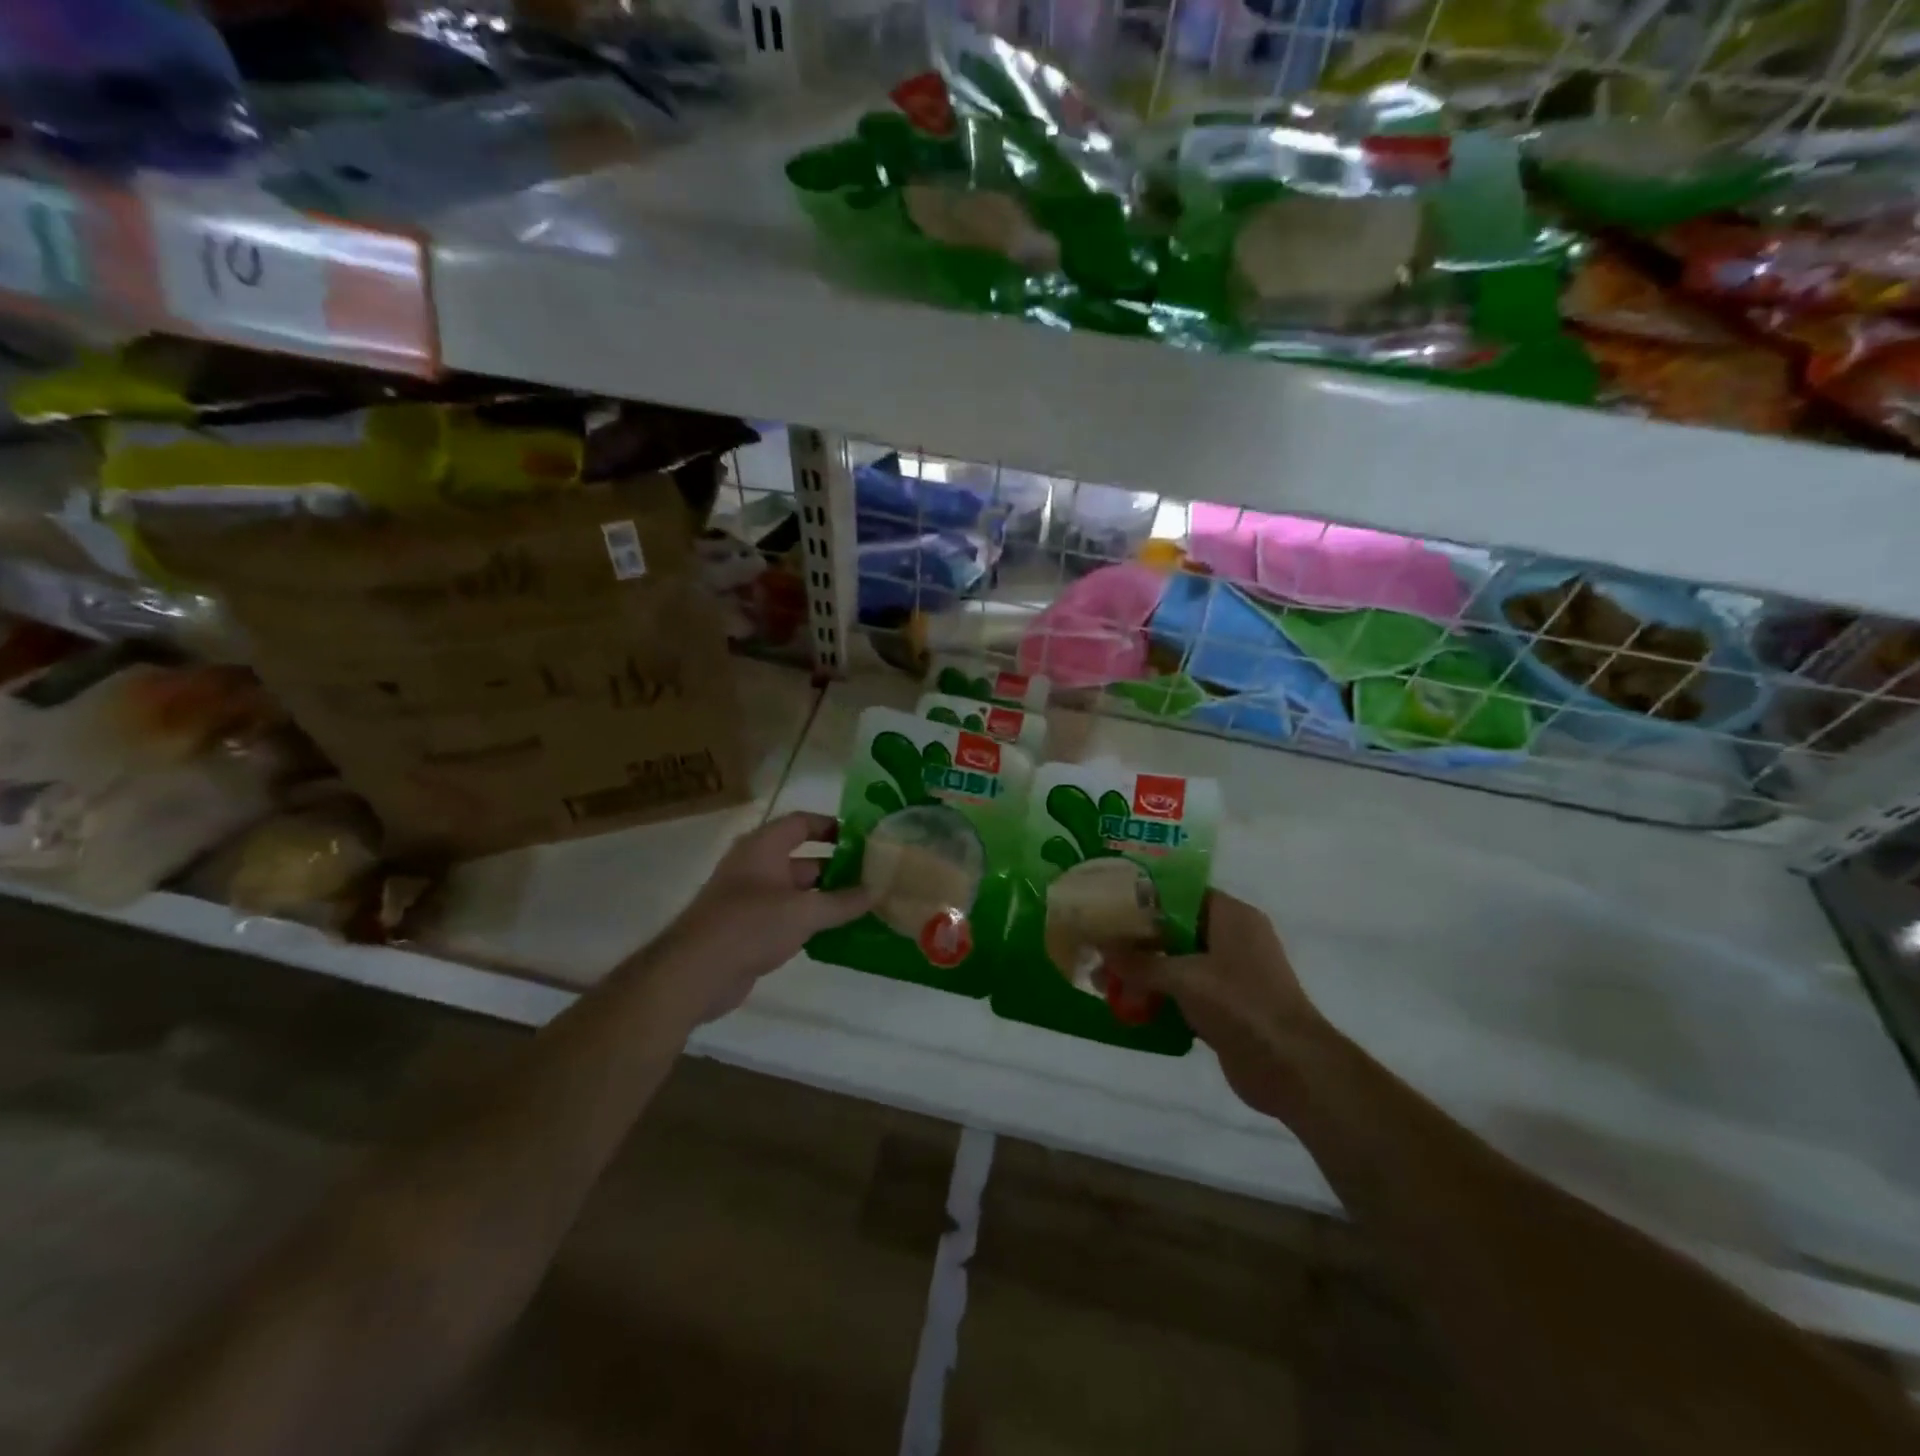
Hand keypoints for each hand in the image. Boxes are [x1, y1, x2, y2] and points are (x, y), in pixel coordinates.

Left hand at [659, 812, 871, 1020]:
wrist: (694, 973)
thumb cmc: (750, 925)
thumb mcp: (804, 911)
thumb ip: (843, 902)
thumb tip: (877, 890)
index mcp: (763, 846)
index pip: (802, 822)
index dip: (832, 826)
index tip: (864, 839)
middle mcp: (756, 866)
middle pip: (802, 857)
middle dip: (837, 867)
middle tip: (872, 877)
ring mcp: (750, 898)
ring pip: (796, 890)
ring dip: (826, 896)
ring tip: (863, 905)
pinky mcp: (748, 928)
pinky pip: (787, 915)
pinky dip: (810, 919)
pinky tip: (838, 932)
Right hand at [1102, 892, 1325, 1114]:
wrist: (1291, 1068)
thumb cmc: (1241, 1005)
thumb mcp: (1184, 977)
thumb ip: (1140, 962)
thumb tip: (1100, 949)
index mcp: (1231, 916)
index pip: (1180, 892)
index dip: (1144, 897)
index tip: (1108, 904)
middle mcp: (1233, 938)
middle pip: (1175, 928)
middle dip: (1137, 941)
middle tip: (1099, 947)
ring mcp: (1231, 974)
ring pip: (1177, 962)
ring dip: (1144, 971)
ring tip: (1105, 981)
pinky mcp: (1226, 1006)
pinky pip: (1184, 992)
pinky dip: (1160, 996)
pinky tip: (1128, 1005)